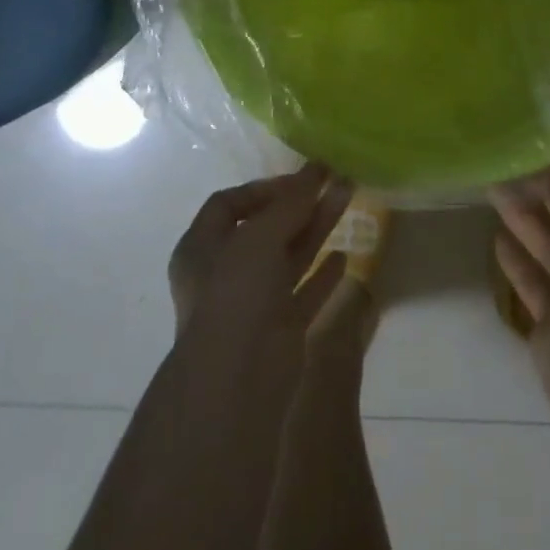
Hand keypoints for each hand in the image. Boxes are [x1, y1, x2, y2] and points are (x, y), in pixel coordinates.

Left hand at [168, 164, 351, 359]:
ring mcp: (253, 303)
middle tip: (335, 180)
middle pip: (266, 228)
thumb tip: (315, 169)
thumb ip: (290, 202)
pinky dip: (322, 275)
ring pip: (289, 256)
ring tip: (348, 199)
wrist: (238, 380)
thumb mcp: (261, 236)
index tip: (298, 181)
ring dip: (317, 227)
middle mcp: (225, 273)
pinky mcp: (280, 330)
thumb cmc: (237, 294)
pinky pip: (304, 292)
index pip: (230, 205)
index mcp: (202, 248)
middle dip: (300, 204)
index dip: (264, 188)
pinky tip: (345, 257)